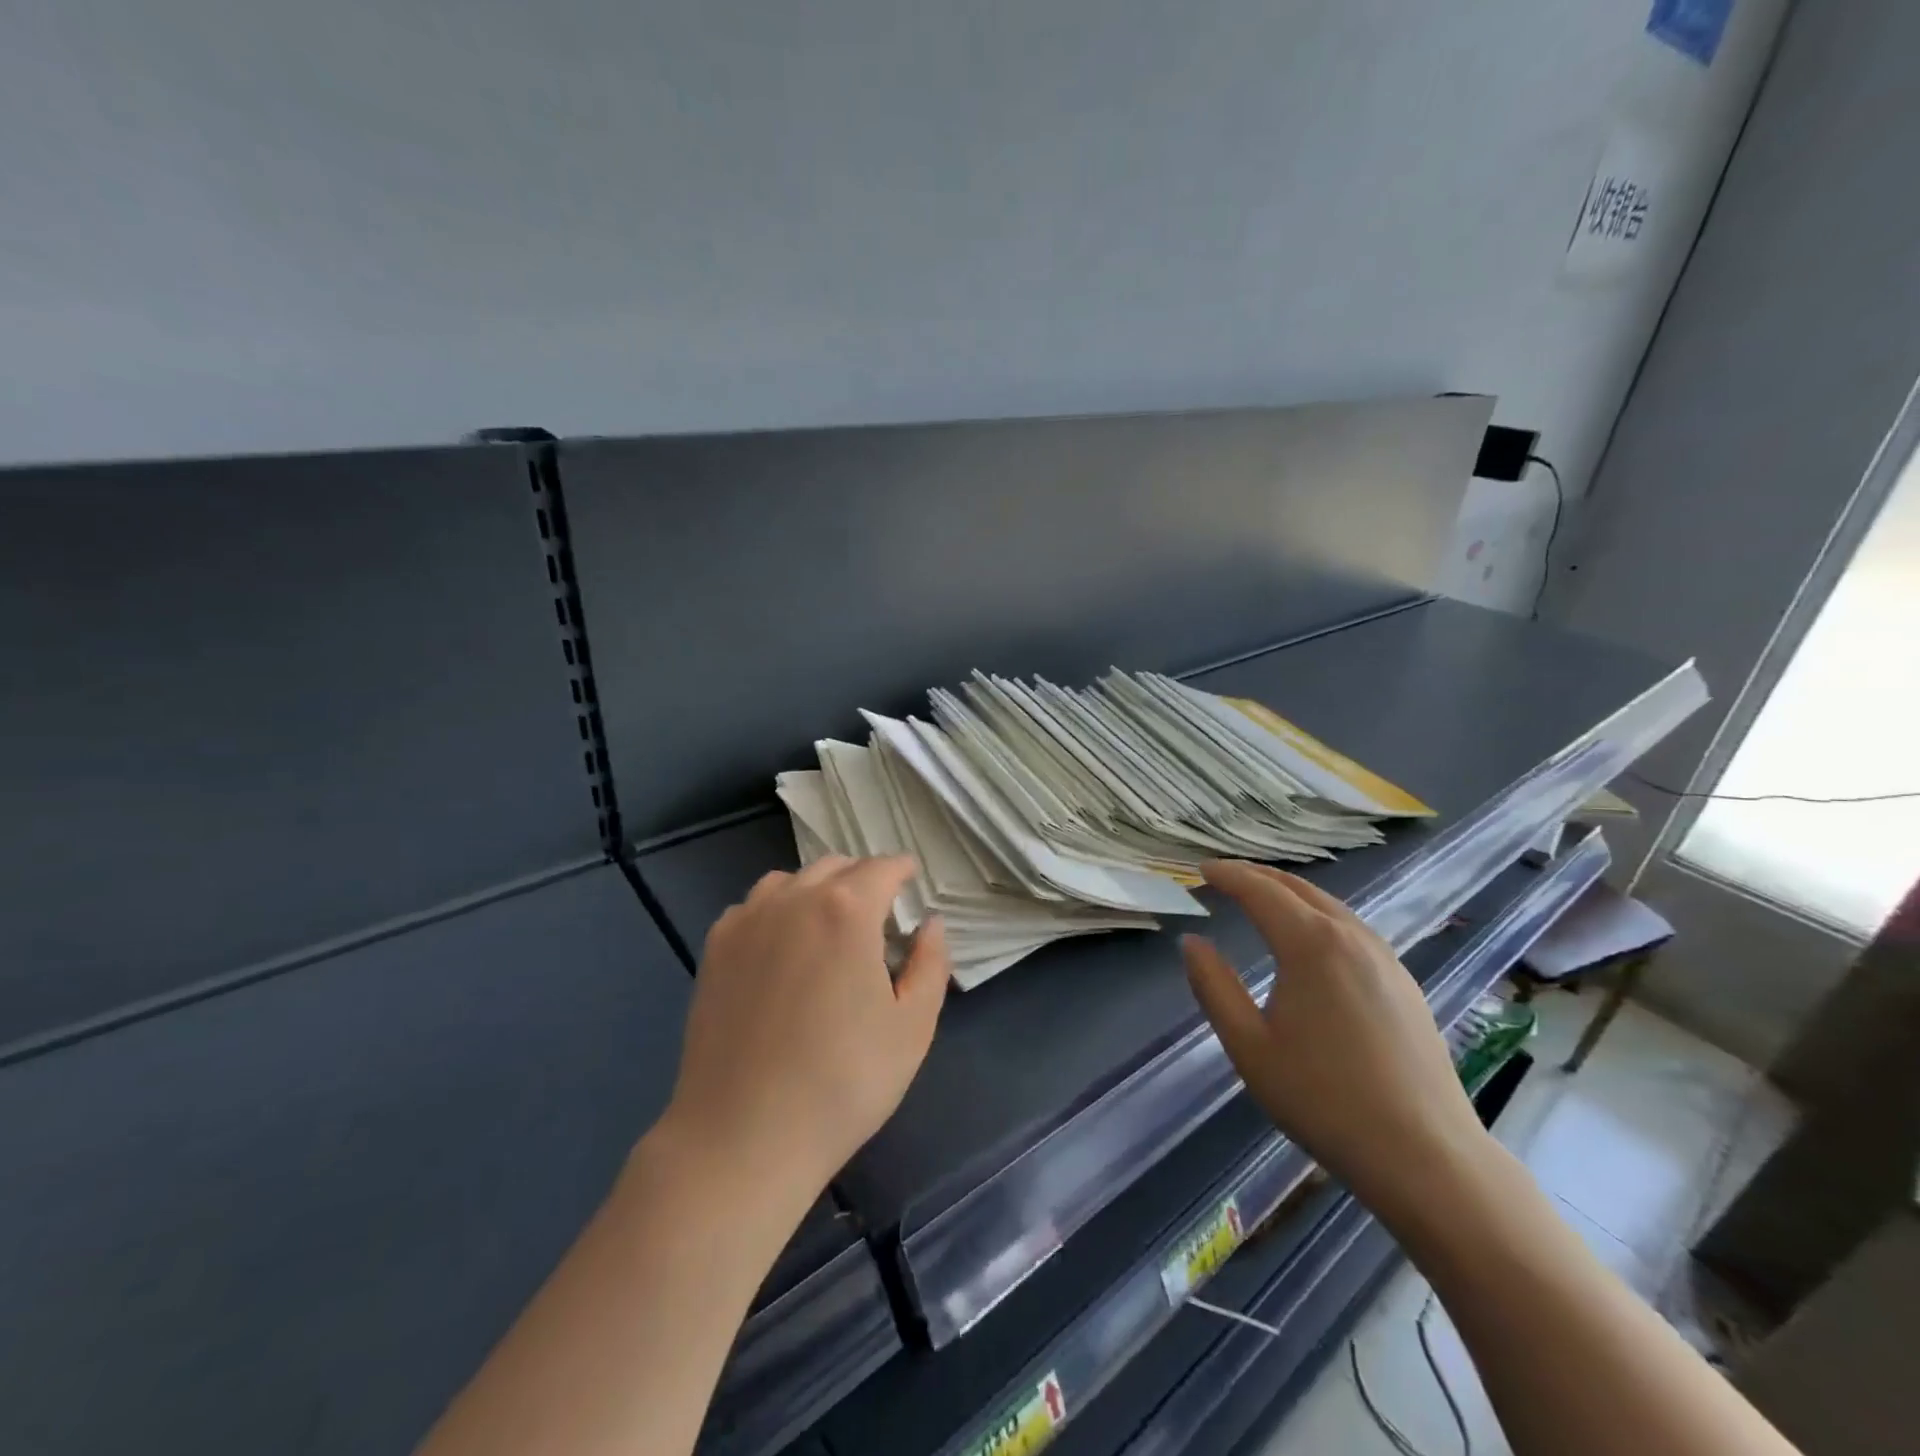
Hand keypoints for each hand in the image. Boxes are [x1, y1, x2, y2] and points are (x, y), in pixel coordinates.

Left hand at [666, 855, 949, 1197]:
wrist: (743, 1136)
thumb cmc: (843, 1082)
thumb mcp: (913, 1026)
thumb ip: (931, 962)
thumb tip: (929, 922)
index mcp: (847, 910)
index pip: (882, 867)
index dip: (903, 869)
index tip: (912, 878)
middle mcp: (794, 899)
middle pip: (836, 867)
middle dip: (864, 878)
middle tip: (879, 914)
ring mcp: (748, 920)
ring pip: (791, 880)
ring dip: (818, 890)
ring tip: (829, 926)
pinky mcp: (716, 947)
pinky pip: (754, 906)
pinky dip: (777, 910)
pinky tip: (782, 948)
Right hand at [1181, 861, 1490, 1212]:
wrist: (1426, 1157)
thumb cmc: (1323, 1099)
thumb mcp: (1248, 1045)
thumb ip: (1213, 986)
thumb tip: (1192, 942)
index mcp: (1311, 944)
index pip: (1260, 891)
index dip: (1227, 876)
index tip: (1200, 871)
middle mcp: (1352, 937)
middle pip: (1298, 889)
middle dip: (1257, 876)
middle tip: (1224, 877)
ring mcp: (1386, 959)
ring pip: (1330, 906)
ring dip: (1290, 894)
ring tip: (1262, 900)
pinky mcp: (1405, 984)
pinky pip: (1352, 929)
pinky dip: (1319, 916)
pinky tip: (1312, 941)